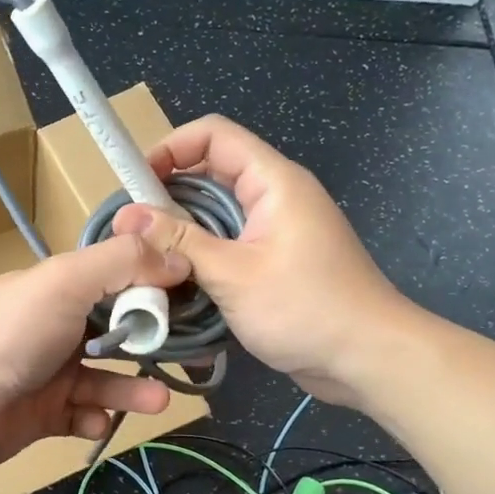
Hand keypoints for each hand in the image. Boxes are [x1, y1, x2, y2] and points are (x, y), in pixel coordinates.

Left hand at [0, 235, 189, 468]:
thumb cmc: (11, 332)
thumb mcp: (67, 281)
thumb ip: (123, 263)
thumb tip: (179, 258)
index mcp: (63, 289)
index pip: (120, 280)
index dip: (155, 288)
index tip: (193, 301)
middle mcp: (59, 327)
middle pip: (118, 332)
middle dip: (152, 343)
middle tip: (189, 356)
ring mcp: (50, 374)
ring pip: (106, 380)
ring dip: (133, 389)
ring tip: (159, 399)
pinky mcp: (44, 416)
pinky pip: (82, 417)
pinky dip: (95, 419)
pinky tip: (95, 419)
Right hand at [112, 116, 417, 406]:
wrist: (368, 358)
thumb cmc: (305, 308)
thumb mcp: (233, 274)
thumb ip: (179, 241)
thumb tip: (126, 215)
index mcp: (273, 182)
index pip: (214, 135)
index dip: (171, 147)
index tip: (136, 184)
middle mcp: (275, 197)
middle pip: (211, 175)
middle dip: (169, 198)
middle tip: (133, 233)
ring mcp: (277, 231)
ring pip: (217, 216)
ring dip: (183, 234)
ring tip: (147, 261)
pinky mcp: (275, 262)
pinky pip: (229, 245)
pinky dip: (202, 258)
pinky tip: (178, 284)